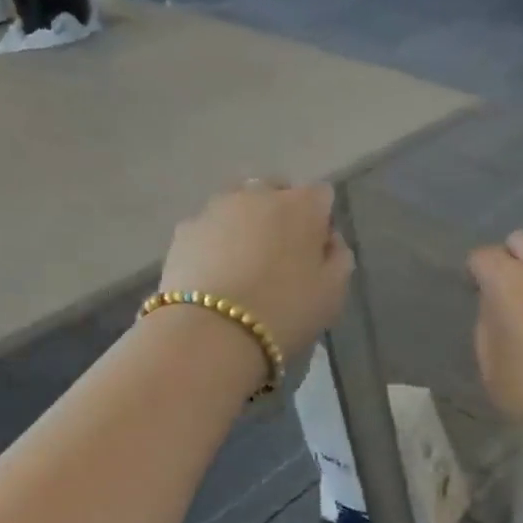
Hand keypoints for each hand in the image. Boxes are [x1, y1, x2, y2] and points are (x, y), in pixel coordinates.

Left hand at [158, 182, 353, 364]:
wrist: (211, 331)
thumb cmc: (284, 312)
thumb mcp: (332, 294)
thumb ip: (339, 259)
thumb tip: (329, 241)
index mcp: (301, 206)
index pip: (321, 195)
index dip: (321, 222)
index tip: (317, 252)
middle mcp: (258, 194)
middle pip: (276, 191)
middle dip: (281, 214)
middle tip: (280, 256)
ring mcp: (215, 209)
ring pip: (238, 205)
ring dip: (245, 225)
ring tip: (243, 265)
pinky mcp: (184, 231)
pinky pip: (208, 228)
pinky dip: (214, 243)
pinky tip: (215, 275)